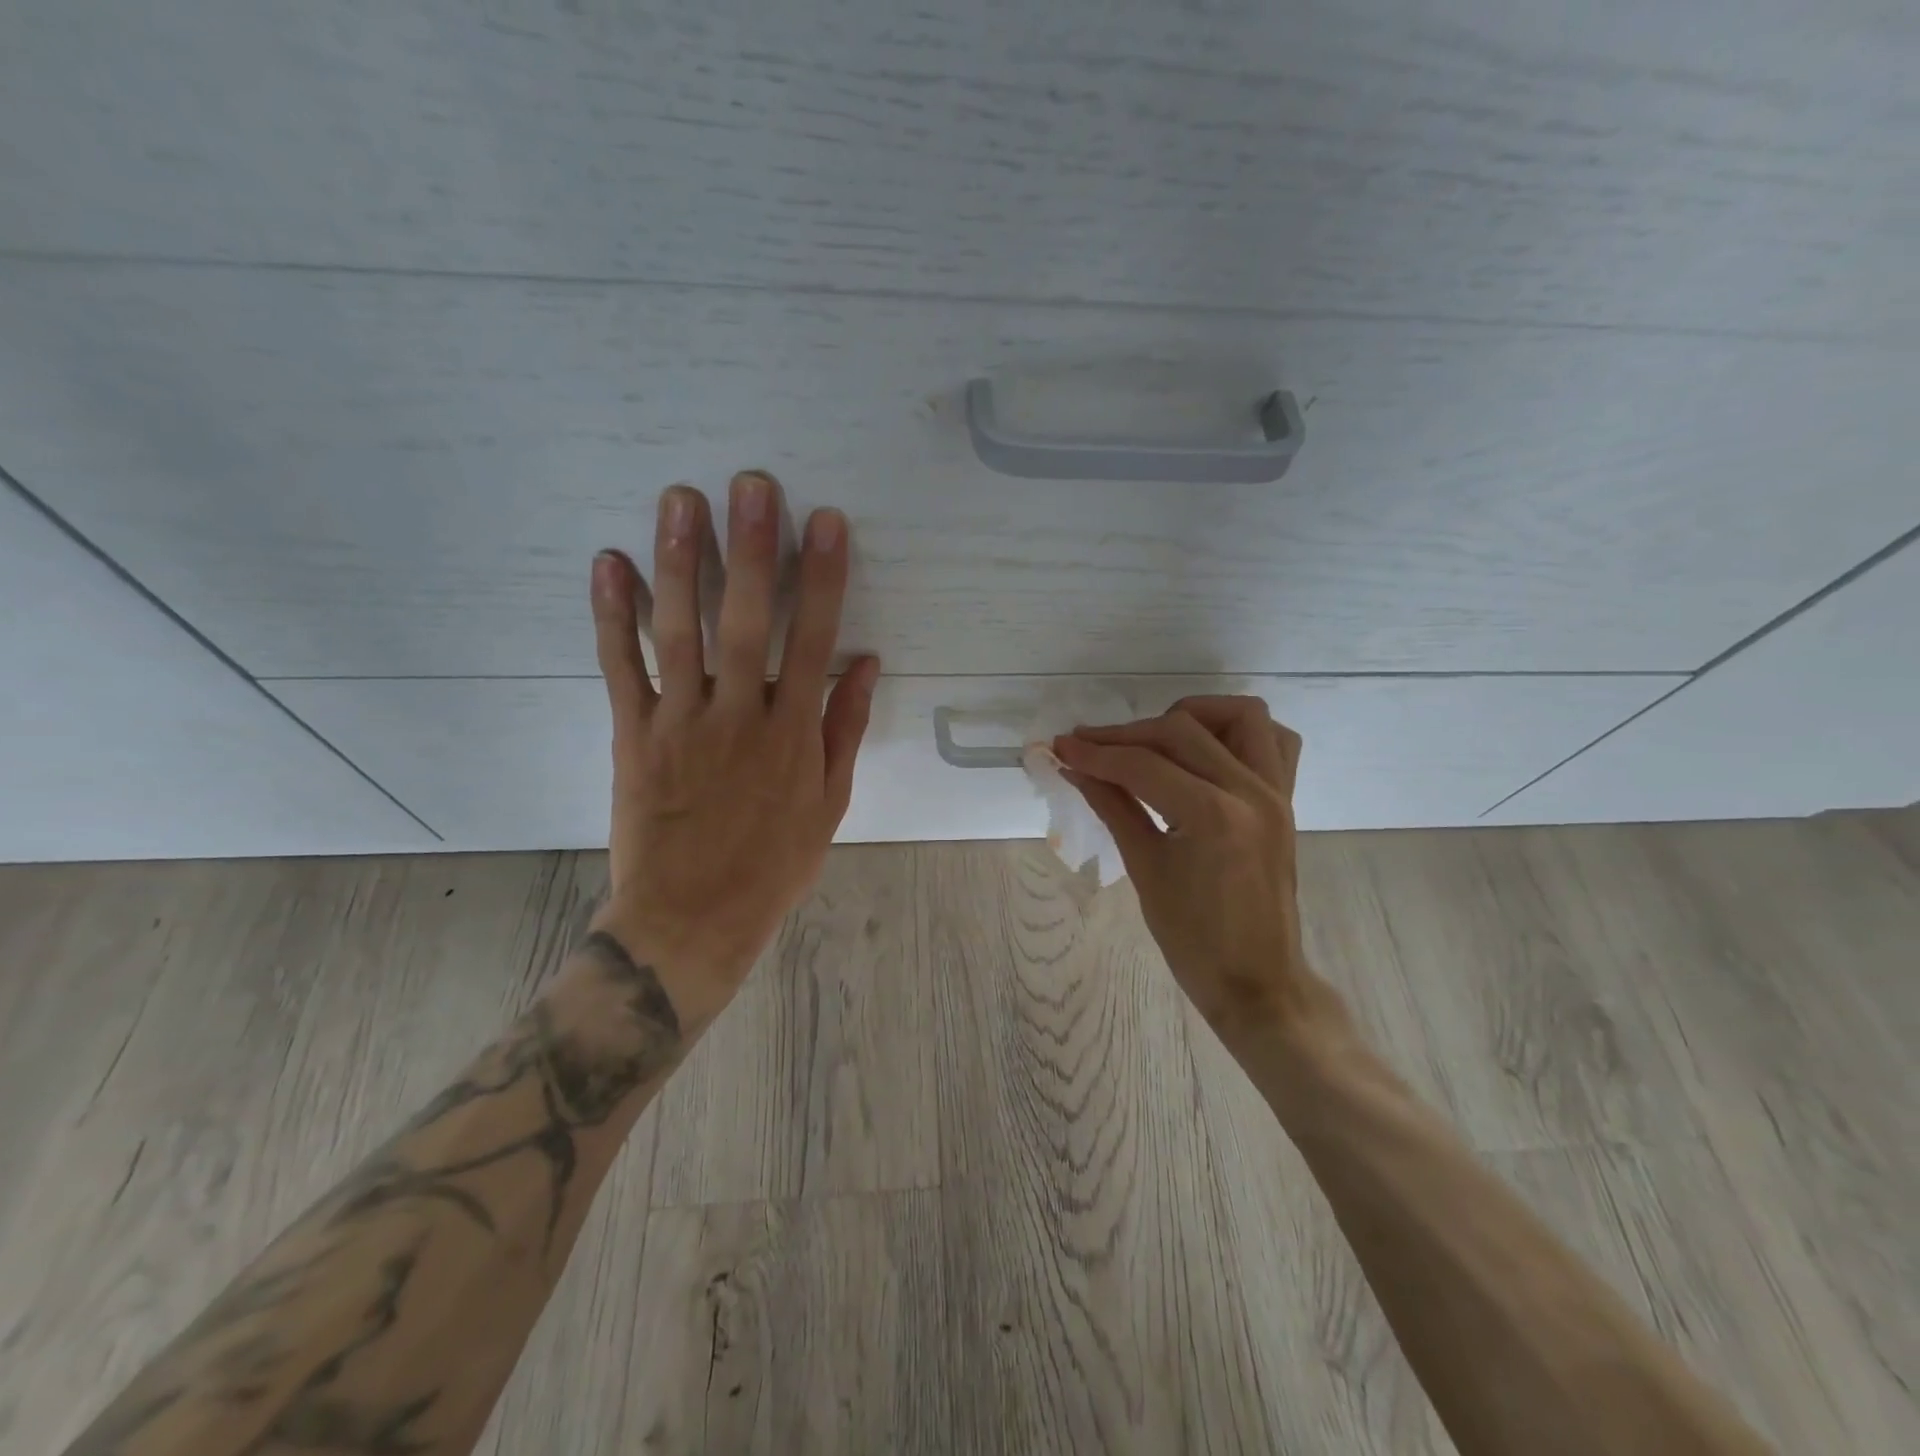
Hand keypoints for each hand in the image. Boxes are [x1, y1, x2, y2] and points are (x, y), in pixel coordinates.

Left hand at [586, 472, 878, 1032]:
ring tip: (680, 501)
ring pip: (680, 632)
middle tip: (749, 485)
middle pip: (747, 622)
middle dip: (752, 549)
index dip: (822, 578)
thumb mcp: (828, 804)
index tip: (824, 523)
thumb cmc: (772, 864)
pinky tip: (610, 564)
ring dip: (681, 563)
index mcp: (793, 735)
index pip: (813, 640)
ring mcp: (681, 723)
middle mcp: (739, 717)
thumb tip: (864, 663)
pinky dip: (612, 616)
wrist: (691, 919)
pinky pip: (621, 668)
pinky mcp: (634, 736)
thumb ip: (843, 729)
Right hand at [1053, 697, 1345, 1048]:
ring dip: (1192, 716)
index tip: (1060, 745)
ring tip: (1154, 740)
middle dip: (1127, 734)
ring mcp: (1275, 792)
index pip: (1142, 765)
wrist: (1256, 981)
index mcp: (1213, 816)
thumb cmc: (1193, 939)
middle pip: (1181, 731)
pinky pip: (1274, 741)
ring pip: (1239, 716)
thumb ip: (1112, 807)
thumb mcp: (1145, 869)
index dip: (1095, 752)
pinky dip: (1238, 732)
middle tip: (1088, 747)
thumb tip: (1075, 767)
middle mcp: (1251, 791)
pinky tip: (1204, 750)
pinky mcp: (1286, 800)